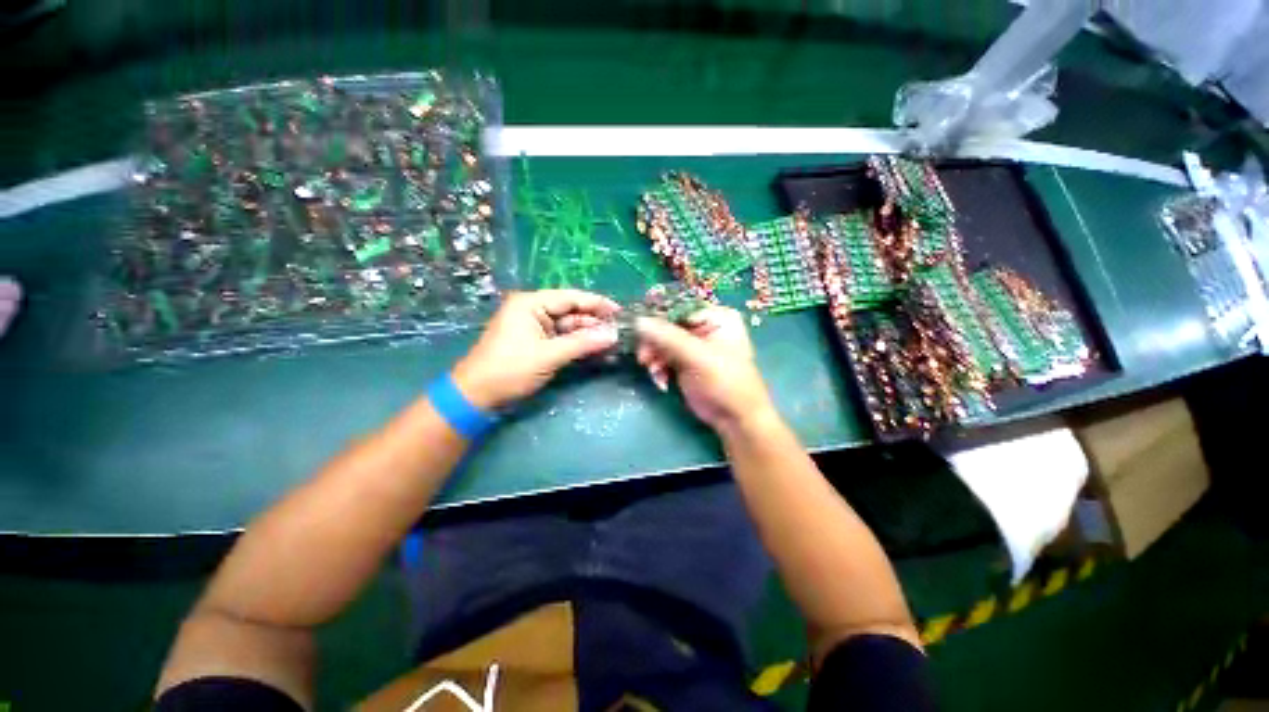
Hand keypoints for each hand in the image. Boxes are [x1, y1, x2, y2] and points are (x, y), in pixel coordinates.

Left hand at [453, 290, 619, 409]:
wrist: (478, 396)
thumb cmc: (510, 369)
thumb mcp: (548, 355)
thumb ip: (582, 343)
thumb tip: (613, 335)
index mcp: (531, 304)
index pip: (570, 297)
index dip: (596, 303)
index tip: (619, 311)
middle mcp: (533, 311)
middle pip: (571, 312)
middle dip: (594, 323)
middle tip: (619, 332)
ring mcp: (535, 328)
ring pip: (569, 327)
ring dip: (588, 336)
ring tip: (612, 343)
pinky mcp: (537, 344)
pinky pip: (563, 340)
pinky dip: (578, 345)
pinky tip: (596, 350)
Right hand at [635, 307, 776, 432]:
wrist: (735, 419)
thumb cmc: (726, 382)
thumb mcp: (698, 357)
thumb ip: (668, 338)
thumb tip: (639, 321)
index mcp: (717, 317)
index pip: (680, 307)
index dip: (657, 315)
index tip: (638, 327)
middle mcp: (705, 326)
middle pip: (668, 324)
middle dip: (654, 342)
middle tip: (643, 358)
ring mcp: (694, 344)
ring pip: (662, 341)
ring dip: (654, 357)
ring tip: (653, 372)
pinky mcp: (685, 361)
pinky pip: (663, 356)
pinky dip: (659, 367)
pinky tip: (662, 381)